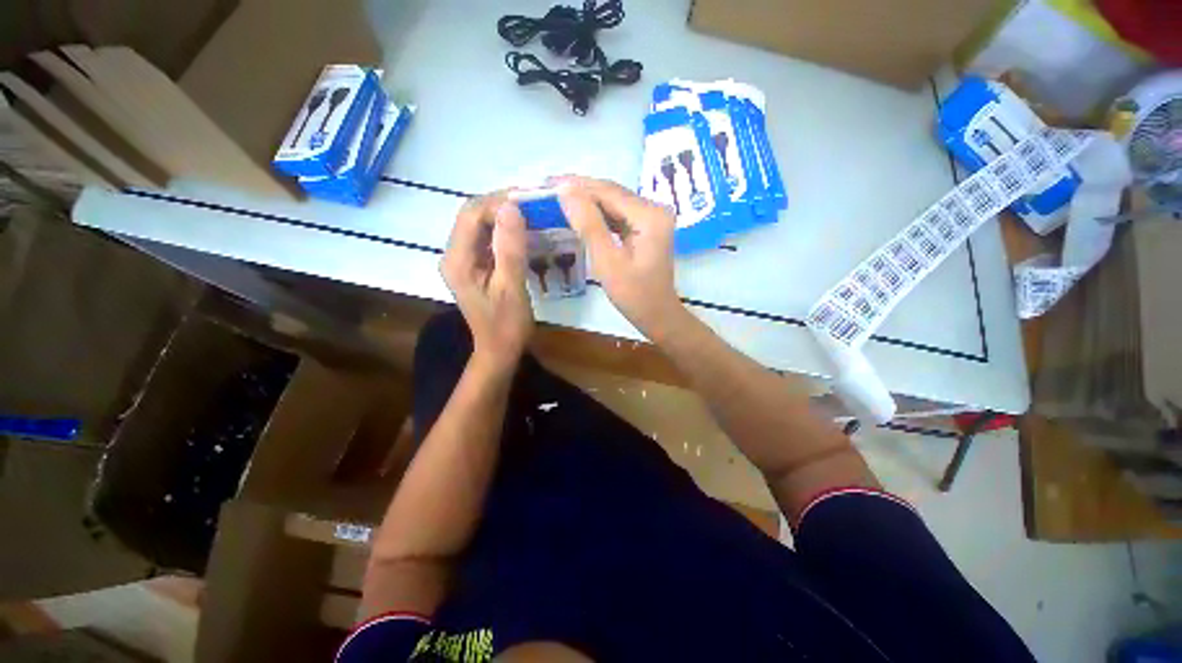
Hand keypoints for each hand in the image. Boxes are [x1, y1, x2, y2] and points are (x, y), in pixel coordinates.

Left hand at [441, 193, 533, 370]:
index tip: (530, 199)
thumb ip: (510, 249)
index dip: (499, 202)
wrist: (500, 349)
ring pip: (482, 226)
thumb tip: (512, 207)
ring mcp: (463, 260)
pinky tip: (525, 233)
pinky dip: (506, 232)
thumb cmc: (507, 324)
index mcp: (458, 260)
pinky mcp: (475, 265)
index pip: (472, 215)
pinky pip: (488, 239)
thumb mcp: (511, 287)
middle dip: (502, 206)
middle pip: (474, 216)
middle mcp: (454, 255)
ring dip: (505, 217)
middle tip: (534, 205)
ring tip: (533, 214)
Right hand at [556, 176, 687, 339]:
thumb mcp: (608, 261)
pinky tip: (578, 214)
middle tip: (547, 188)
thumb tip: (565, 189)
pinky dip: (597, 214)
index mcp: (649, 215)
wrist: (657, 315)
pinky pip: (617, 215)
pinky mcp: (646, 227)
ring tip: (557, 198)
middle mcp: (654, 208)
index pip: (608, 191)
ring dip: (586, 201)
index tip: (546, 183)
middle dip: (580, 190)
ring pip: (613, 203)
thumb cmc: (634, 295)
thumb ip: (588, 224)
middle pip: (611, 193)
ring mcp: (652, 218)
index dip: (576, 185)